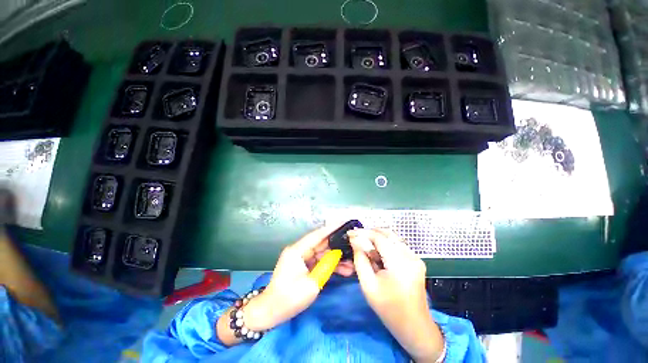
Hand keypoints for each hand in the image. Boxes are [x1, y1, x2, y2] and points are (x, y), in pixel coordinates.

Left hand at [244, 224, 353, 330]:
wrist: (271, 312)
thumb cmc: (289, 299)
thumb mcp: (312, 284)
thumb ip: (326, 266)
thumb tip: (337, 255)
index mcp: (297, 251)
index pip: (317, 235)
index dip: (331, 228)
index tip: (344, 222)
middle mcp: (299, 250)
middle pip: (321, 244)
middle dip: (337, 245)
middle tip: (353, 244)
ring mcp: (301, 258)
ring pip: (322, 253)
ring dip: (336, 258)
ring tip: (352, 263)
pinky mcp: (304, 265)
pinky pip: (319, 261)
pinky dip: (330, 265)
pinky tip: (344, 269)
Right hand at [348, 229, 443, 361]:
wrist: (415, 327)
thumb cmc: (389, 309)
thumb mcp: (368, 285)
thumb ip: (360, 259)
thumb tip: (354, 241)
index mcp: (400, 263)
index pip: (379, 237)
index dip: (363, 232)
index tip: (350, 233)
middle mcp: (410, 255)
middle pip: (388, 233)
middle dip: (370, 233)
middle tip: (356, 238)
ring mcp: (415, 257)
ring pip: (393, 237)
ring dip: (377, 238)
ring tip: (365, 248)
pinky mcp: (416, 260)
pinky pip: (397, 245)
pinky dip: (385, 245)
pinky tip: (377, 255)